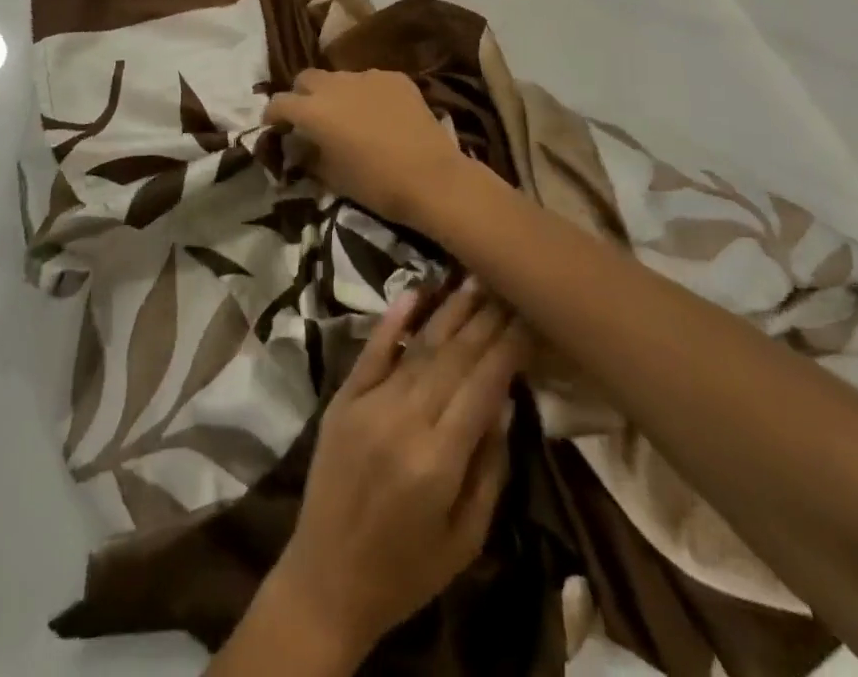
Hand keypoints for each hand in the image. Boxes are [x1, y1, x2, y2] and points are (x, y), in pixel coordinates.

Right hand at [265, 69, 465, 229]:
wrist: (431, 177)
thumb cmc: (376, 184)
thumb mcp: (332, 177)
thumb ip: (310, 155)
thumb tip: (303, 146)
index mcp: (313, 111)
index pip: (279, 102)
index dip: (273, 114)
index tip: (275, 127)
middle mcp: (336, 85)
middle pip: (307, 78)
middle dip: (302, 95)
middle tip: (309, 117)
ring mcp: (368, 77)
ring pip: (340, 77)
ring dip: (335, 93)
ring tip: (347, 115)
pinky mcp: (396, 78)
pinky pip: (370, 80)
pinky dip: (366, 93)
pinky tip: (379, 114)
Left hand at [266, 280, 524, 660]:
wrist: (326, 579)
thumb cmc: (407, 571)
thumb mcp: (466, 539)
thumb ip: (488, 468)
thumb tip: (504, 400)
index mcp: (438, 461)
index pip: (482, 386)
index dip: (508, 347)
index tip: (530, 316)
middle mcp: (403, 420)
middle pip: (453, 357)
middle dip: (485, 319)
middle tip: (509, 284)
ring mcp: (369, 404)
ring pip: (418, 347)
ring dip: (449, 311)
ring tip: (475, 278)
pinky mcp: (343, 398)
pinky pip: (371, 351)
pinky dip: (393, 320)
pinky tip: (415, 292)